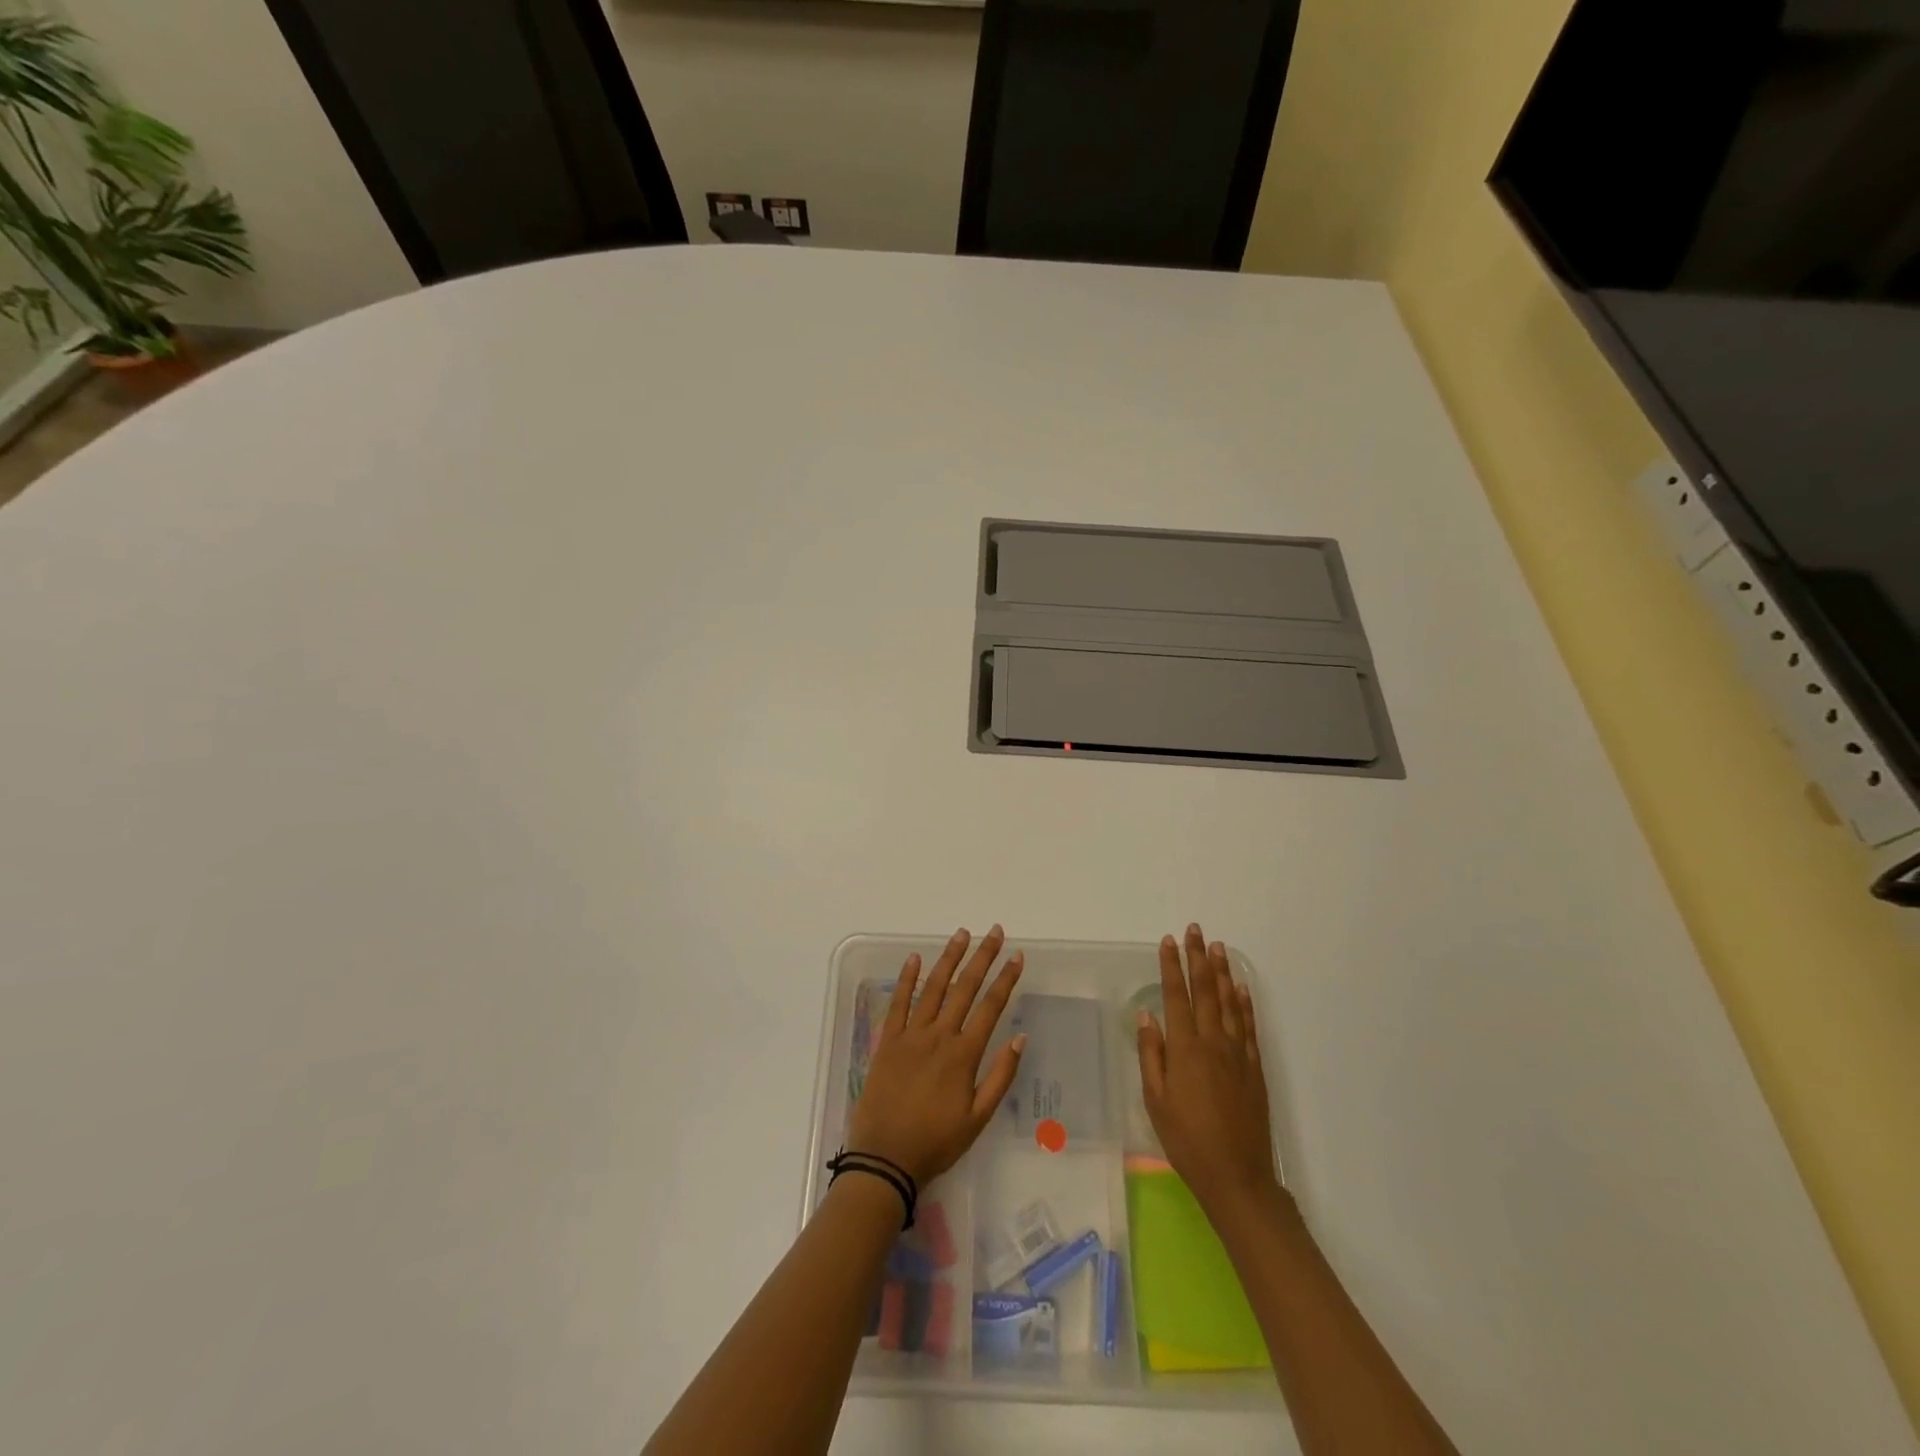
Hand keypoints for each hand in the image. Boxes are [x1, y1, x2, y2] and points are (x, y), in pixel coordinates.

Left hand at [847, 926, 1026, 1186]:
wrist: (885, 1159)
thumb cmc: (936, 1142)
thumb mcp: (978, 1119)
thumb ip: (1000, 1077)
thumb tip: (1020, 1038)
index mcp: (963, 1055)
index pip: (990, 1007)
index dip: (1005, 979)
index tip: (1017, 956)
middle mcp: (939, 1036)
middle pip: (964, 988)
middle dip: (982, 957)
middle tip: (995, 932)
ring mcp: (911, 1035)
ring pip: (933, 987)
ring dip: (949, 958)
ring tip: (962, 934)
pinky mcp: (887, 1041)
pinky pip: (898, 1003)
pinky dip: (906, 979)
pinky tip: (914, 958)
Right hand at [1136, 923, 1277, 1217]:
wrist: (1236, 1176)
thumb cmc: (1186, 1140)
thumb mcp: (1155, 1100)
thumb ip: (1152, 1055)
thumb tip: (1146, 1015)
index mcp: (1184, 1049)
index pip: (1175, 996)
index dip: (1171, 967)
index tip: (1168, 941)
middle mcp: (1212, 1042)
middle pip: (1205, 991)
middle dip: (1198, 958)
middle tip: (1196, 930)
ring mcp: (1238, 1054)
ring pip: (1229, 1003)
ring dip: (1222, 972)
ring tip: (1218, 947)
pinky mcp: (1255, 1068)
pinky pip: (1249, 1026)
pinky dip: (1245, 1003)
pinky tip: (1242, 988)